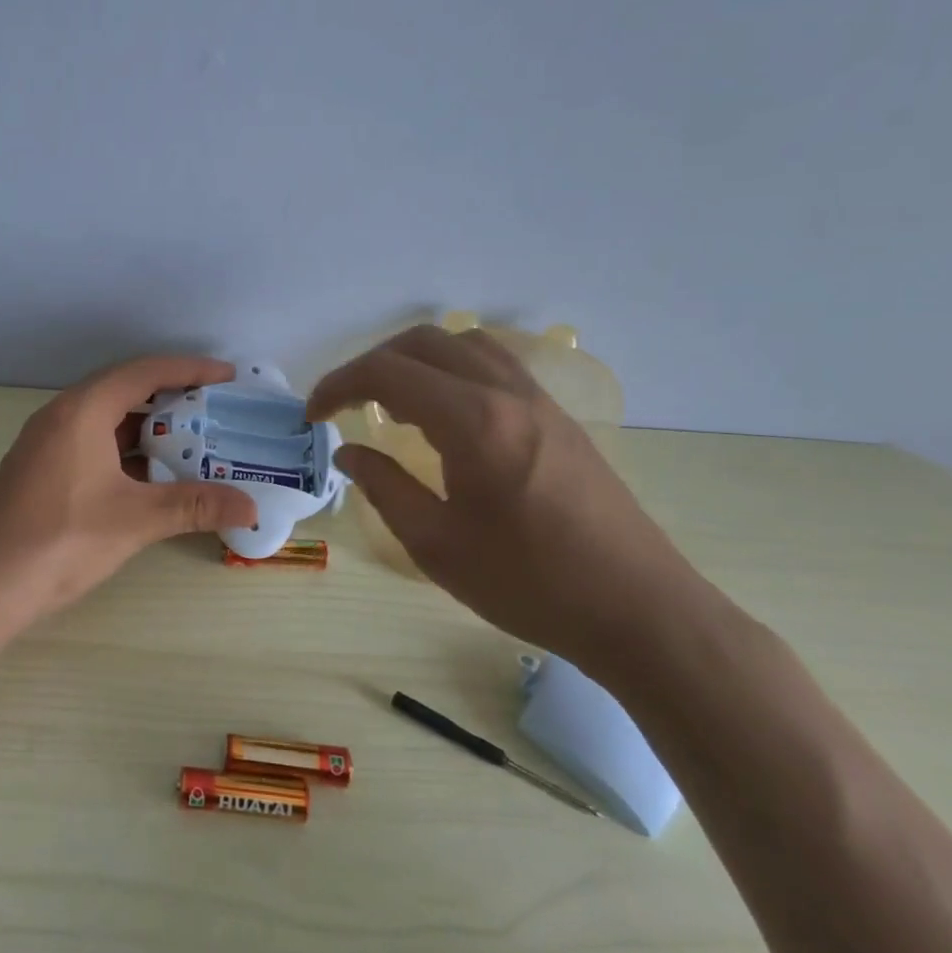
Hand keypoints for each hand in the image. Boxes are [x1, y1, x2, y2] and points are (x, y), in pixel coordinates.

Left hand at [0, 356, 257, 629]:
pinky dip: (126, 450)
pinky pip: (93, 443)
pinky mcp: (41, 470)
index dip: (189, 369)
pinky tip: (151, 474)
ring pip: (107, 420)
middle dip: (172, 397)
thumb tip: (250, 507)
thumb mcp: (135, 520)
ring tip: (192, 440)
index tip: (227, 375)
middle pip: (125, 390)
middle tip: (215, 408)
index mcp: (82, 411)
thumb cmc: (61, 540)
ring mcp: (46, 443)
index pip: (143, 372)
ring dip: (148, 427)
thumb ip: (194, 506)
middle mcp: (61, 415)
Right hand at [308, 325, 704, 667]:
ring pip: (462, 343)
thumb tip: (350, 454)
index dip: (338, 385)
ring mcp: (538, 399)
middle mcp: (505, 392)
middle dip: (371, 364)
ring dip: (414, 360)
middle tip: (345, 405)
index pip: (387, 373)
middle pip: (423, 342)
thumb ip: (384, 488)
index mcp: (472, 422)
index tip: (313, 415)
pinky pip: (493, 364)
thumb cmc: (530, 584)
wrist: (639, 610)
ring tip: (393, 403)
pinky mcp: (558, 415)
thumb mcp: (437, 545)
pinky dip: (452, 369)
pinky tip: (445, 413)